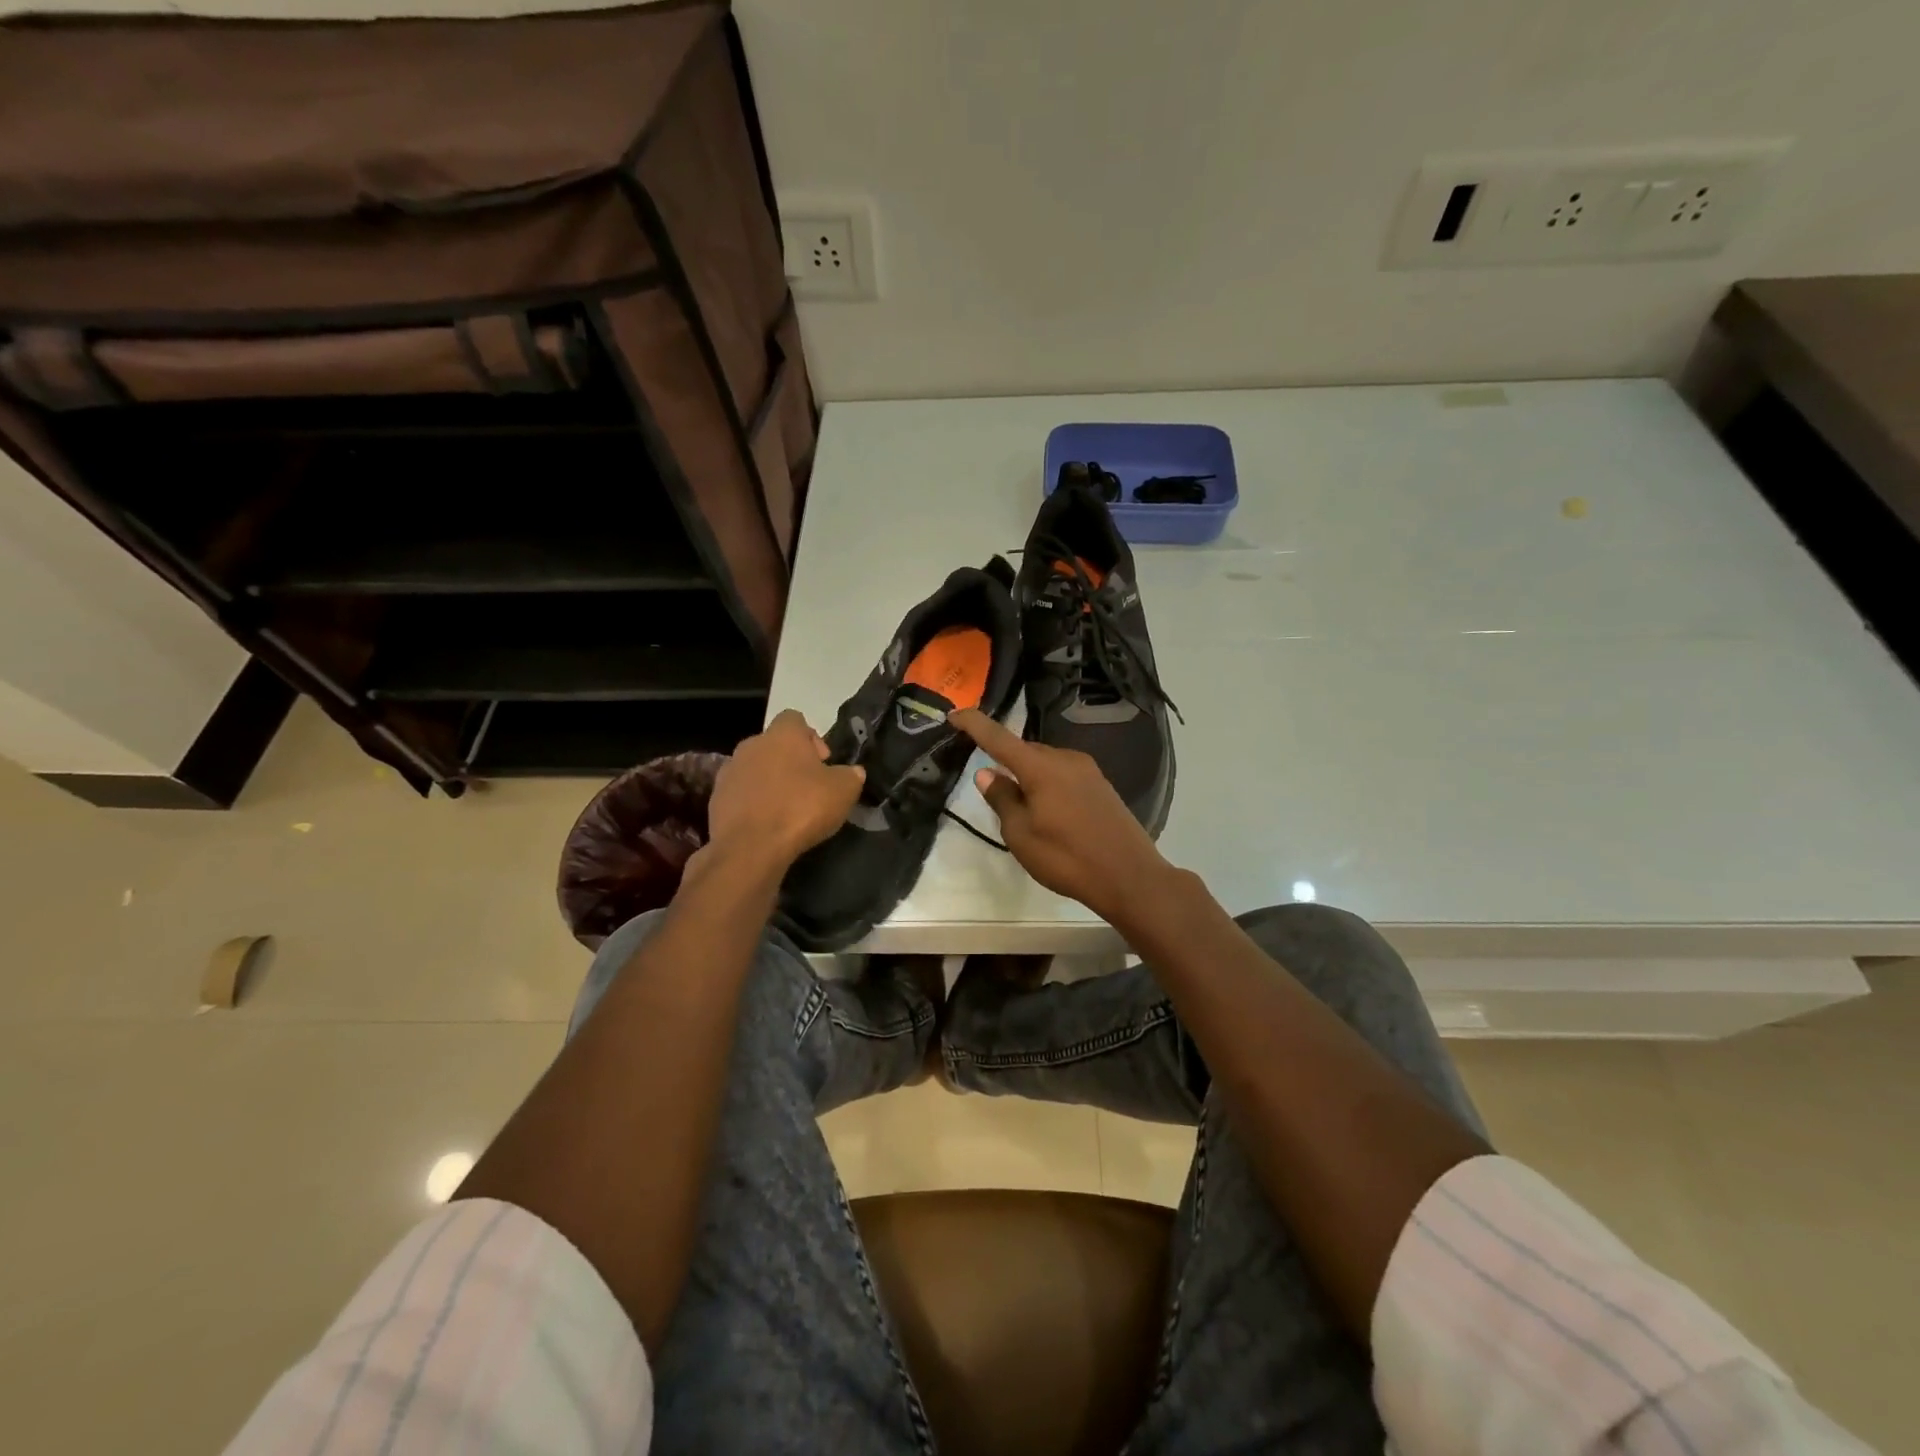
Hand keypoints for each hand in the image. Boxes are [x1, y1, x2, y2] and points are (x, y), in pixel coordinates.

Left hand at [706, 710, 864, 870]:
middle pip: (774, 745)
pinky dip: (752, 803)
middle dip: (790, 762)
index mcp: (782, 735)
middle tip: (808, 788)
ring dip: (769, 782)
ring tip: (785, 809)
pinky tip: (766, 824)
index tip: (823, 763)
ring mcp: (729, 771)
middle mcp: (751, 745)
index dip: (811, 738)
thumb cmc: (801, 809)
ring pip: (754, 769)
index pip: (795, 719)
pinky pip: (740, 794)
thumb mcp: (844, 791)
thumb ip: (851, 775)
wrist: (751, 847)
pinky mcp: (715, 799)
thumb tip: (852, 772)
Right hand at [949, 708, 1175, 925]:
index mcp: (1041, 767)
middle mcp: (1065, 759)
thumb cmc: (1067, 858)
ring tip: (1020, 808)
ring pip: (1046, 763)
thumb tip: (987, 773)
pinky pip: (1063, 774)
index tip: (954, 714)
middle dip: (1004, 760)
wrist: (1129, 876)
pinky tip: (1048, 811)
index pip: (999, 737)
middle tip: (991, 788)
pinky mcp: (1101, 786)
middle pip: (1025, 750)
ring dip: (1028, 775)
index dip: (974, 724)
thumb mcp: (1021, 835)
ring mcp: (1088, 771)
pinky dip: (1047, 784)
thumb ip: (1002, 799)